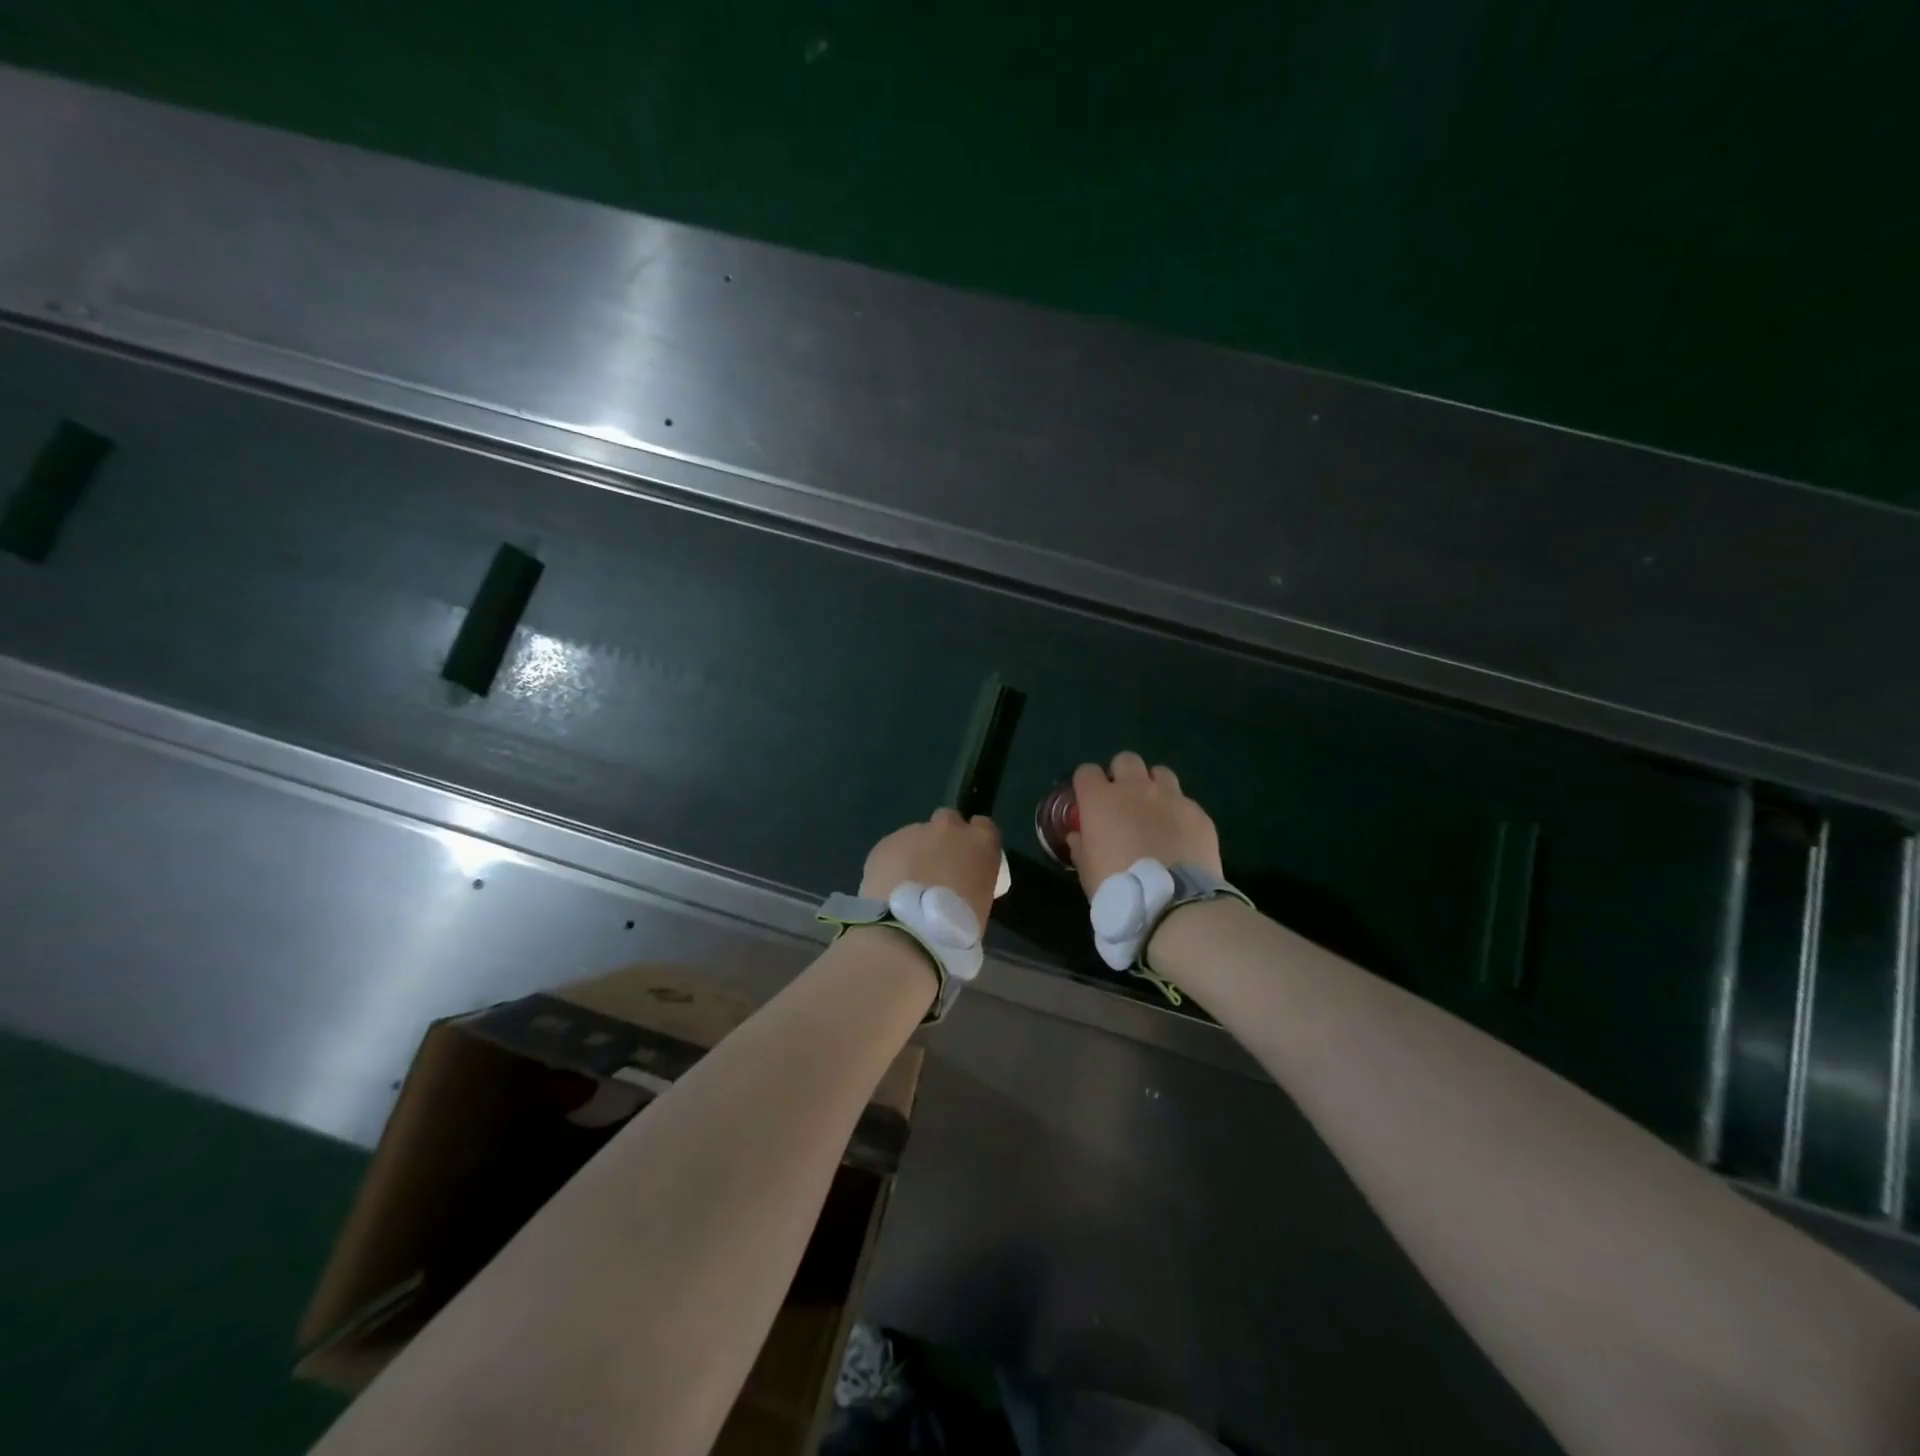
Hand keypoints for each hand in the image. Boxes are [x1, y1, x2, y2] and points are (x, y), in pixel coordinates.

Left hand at [860, 809, 1003, 931]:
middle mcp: (949, 828)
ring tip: (908, 884)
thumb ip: (972, 880)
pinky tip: (890, 887)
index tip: (968, 859)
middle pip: (948, 820)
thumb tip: (960, 882)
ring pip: (917, 835)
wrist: (909, 932)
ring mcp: (915, 831)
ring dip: (916, 852)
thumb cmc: (957, 926)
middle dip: (943, 838)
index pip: (984, 826)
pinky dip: (893, 863)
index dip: (974, 841)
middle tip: (937, 868)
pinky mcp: (886, 843)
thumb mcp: (981, 902)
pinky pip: (893, 849)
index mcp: (981, 842)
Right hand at [1069, 752, 1222, 896]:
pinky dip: (1179, 813)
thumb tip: (1079, 836)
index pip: (1086, 772)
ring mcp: (1171, 797)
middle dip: (1122, 774)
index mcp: (1101, 800)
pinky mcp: (1198, 813)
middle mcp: (1136, 789)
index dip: (1086, 784)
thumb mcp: (1087, 871)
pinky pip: (1186, 802)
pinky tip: (1180, 835)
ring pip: (1160, 773)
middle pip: (1126, 760)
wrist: (1172, 902)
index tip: (1087, 800)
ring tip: (1154, 810)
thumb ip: (1081, 847)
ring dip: (1154, 786)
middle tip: (1122, 800)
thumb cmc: (1118, 887)